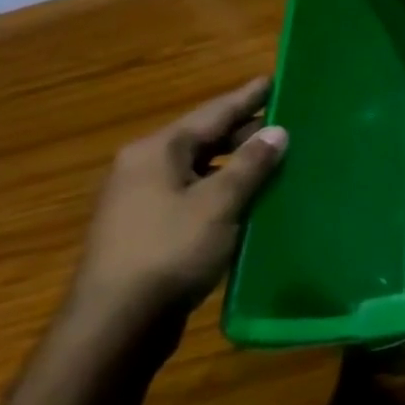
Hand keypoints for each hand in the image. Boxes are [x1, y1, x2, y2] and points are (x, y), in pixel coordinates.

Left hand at [69, 78, 288, 334]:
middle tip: (289, 122)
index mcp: (156, 152)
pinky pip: (195, 195)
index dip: (246, 97)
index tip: (273, 80)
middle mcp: (144, 168)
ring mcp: (143, 201)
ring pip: (200, 169)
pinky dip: (224, 190)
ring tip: (278, 158)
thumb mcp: (219, 203)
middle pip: (204, 139)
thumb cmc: (169, 252)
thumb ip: (250, 165)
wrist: (115, 325)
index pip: (212, 113)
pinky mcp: (150, 231)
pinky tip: (253, 197)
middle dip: (245, 131)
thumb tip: (278, 131)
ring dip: (237, 163)